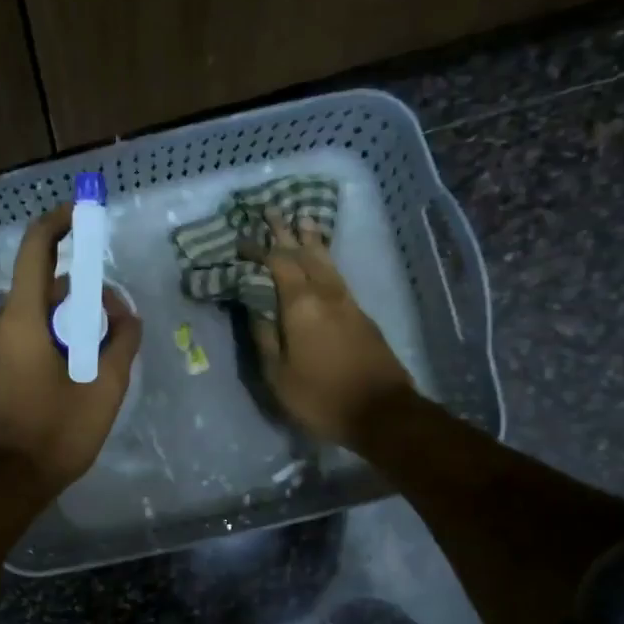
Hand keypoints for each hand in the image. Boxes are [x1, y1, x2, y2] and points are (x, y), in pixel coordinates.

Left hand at [0, 203, 142, 495]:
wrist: (3, 483)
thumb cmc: (55, 433)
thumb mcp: (104, 387)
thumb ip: (121, 340)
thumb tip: (125, 313)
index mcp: (20, 317)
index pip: (36, 248)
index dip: (60, 222)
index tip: (83, 210)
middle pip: (42, 289)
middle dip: (79, 298)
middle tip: (111, 328)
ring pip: (33, 317)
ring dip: (65, 325)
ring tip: (93, 362)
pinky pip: (20, 338)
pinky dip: (47, 342)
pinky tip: (67, 378)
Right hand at [246, 212, 414, 446]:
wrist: (382, 412)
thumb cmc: (320, 396)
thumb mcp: (278, 375)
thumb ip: (264, 337)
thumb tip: (254, 308)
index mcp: (301, 306)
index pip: (277, 264)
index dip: (259, 250)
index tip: (241, 240)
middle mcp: (326, 294)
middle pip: (305, 253)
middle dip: (287, 232)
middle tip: (272, 211)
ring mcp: (348, 303)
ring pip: (327, 262)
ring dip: (312, 240)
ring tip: (303, 220)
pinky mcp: (362, 315)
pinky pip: (337, 276)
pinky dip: (325, 261)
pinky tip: (323, 261)